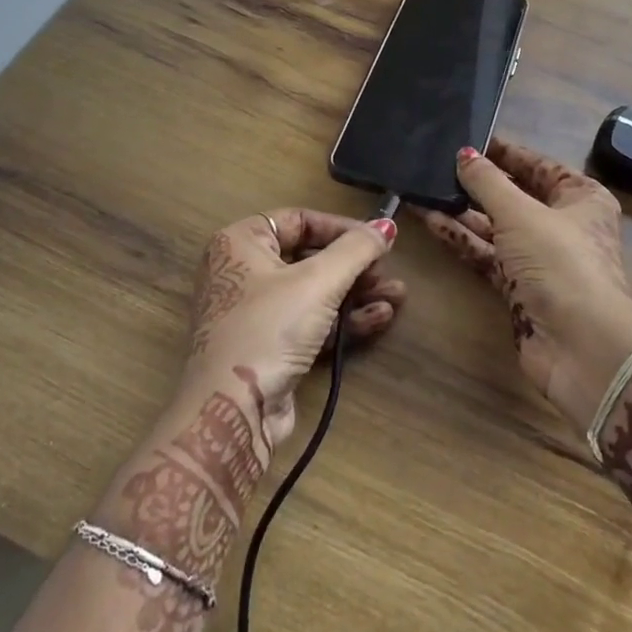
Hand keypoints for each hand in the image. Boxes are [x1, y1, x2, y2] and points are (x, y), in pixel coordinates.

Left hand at [178, 209, 401, 449]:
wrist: (233, 411)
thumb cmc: (270, 328)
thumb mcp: (318, 281)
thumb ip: (356, 249)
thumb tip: (387, 224)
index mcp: (241, 242)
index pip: (298, 220)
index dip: (340, 228)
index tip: (376, 240)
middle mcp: (243, 271)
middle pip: (309, 257)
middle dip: (355, 267)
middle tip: (388, 273)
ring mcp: (255, 312)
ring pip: (314, 292)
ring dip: (357, 294)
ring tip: (398, 297)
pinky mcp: (269, 347)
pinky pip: (311, 322)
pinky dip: (343, 319)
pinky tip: (379, 319)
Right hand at [416, 138, 631, 428]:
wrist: (581, 347)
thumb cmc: (560, 262)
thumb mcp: (521, 213)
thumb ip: (488, 182)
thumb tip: (465, 153)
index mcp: (581, 198)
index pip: (539, 166)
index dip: (505, 153)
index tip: (470, 139)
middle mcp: (564, 225)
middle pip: (516, 196)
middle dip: (478, 184)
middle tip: (438, 164)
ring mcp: (541, 259)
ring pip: (497, 227)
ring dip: (463, 211)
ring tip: (424, 191)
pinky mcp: (521, 288)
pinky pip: (488, 255)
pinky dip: (463, 239)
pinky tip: (431, 221)